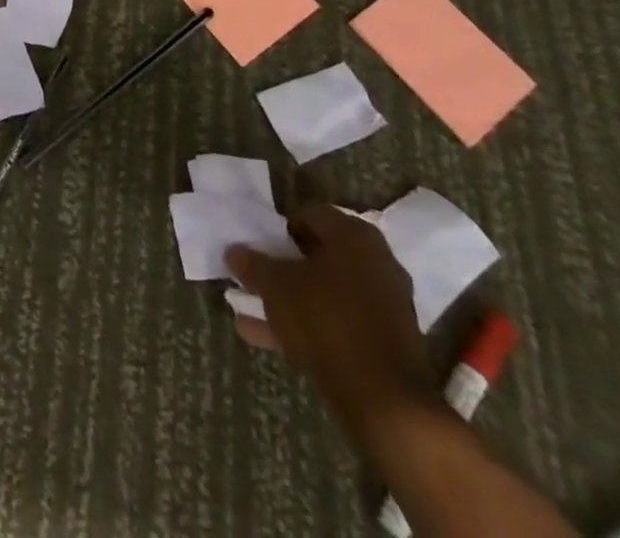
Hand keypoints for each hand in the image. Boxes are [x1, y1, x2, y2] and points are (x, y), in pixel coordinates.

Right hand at [227, 204, 436, 439]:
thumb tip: (233, 251)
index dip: (279, 230)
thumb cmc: (326, 320)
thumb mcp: (276, 286)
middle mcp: (377, 263)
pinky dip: (308, 327)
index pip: (308, 216)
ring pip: (326, 294)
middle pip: (319, 256)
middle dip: (285, 267)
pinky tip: (267, 337)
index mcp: (355, 236)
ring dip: (291, 300)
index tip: (258, 248)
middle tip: (256, 276)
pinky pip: (338, 324)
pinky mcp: (386, 344)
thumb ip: (253, 264)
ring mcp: (385, 306)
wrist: (385, 403)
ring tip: (252, 310)